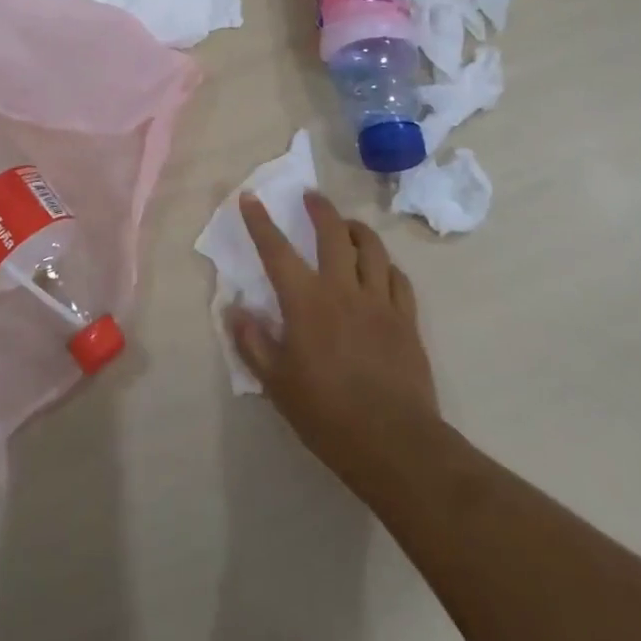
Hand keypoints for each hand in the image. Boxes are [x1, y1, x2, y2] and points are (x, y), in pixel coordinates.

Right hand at [231, 191, 447, 501]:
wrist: (395, 443)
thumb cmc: (327, 414)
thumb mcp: (277, 383)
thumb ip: (253, 342)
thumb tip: (233, 308)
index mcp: (306, 302)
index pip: (277, 250)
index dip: (260, 221)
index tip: (250, 196)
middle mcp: (343, 290)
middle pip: (333, 234)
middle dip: (319, 209)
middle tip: (311, 196)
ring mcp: (380, 302)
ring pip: (371, 248)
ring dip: (356, 229)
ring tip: (347, 225)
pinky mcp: (407, 319)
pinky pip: (398, 278)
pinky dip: (386, 265)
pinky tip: (381, 268)